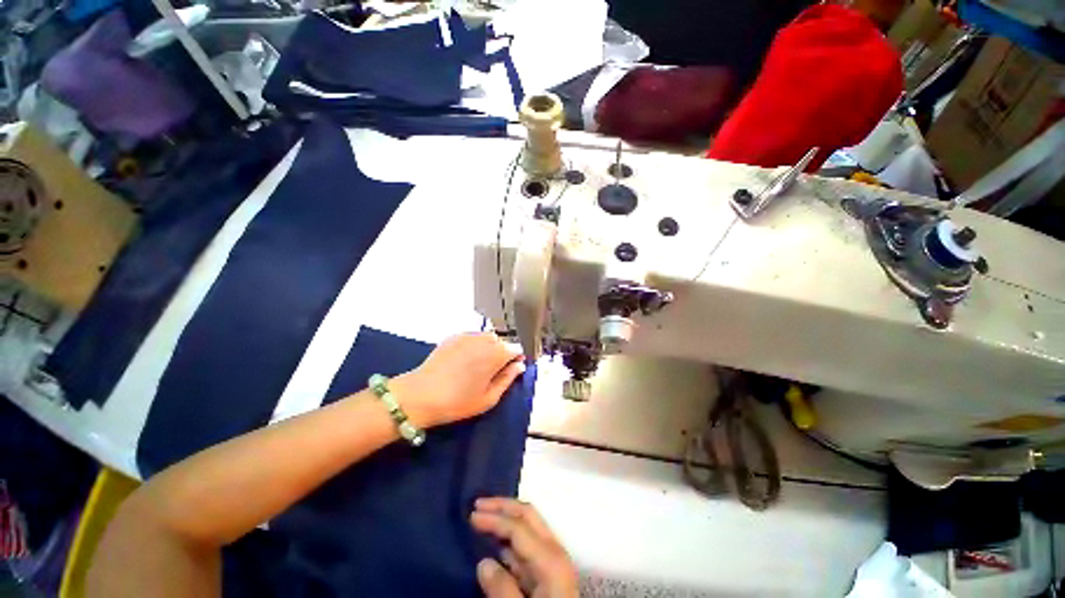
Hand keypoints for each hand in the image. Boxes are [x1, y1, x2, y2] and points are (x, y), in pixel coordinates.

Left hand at [393, 333, 523, 427]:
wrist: (420, 395)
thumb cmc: (458, 401)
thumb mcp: (489, 398)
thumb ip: (508, 379)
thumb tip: (519, 366)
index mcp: (497, 353)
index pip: (516, 348)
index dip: (516, 359)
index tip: (511, 370)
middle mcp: (485, 339)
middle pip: (502, 342)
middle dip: (501, 353)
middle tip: (491, 372)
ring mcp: (468, 335)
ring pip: (487, 338)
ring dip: (488, 348)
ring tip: (476, 366)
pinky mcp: (454, 336)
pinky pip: (472, 337)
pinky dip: (473, 345)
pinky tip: (463, 360)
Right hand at [471, 498, 578, 597]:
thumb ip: (502, 591)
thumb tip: (484, 562)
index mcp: (551, 559)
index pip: (519, 527)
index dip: (494, 518)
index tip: (471, 515)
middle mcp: (554, 551)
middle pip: (528, 515)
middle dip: (503, 506)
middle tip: (478, 503)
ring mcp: (553, 561)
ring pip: (528, 527)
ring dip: (505, 518)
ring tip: (484, 516)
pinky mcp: (548, 572)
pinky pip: (526, 546)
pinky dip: (509, 539)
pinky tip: (495, 543)